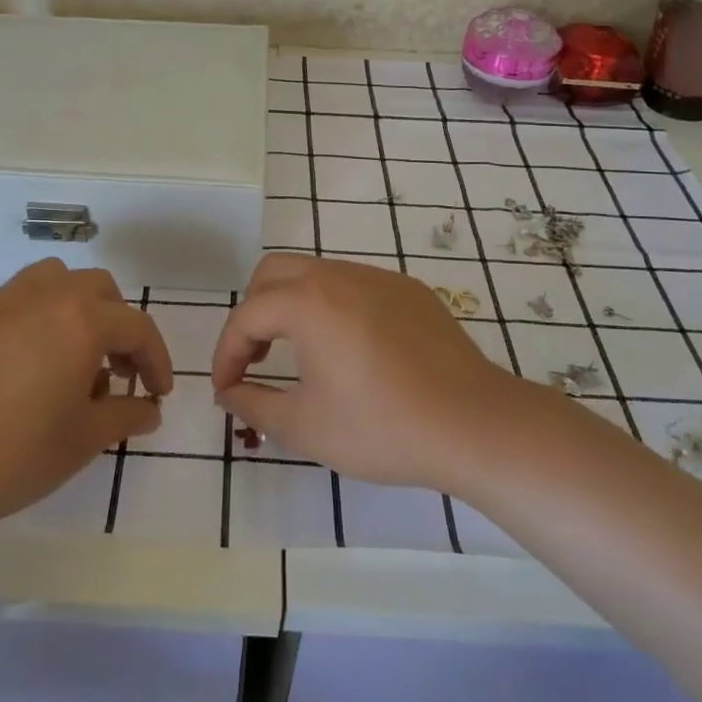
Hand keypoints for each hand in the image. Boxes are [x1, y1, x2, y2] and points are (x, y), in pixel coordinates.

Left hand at [0, 259, 171, 537]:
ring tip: (68, 356)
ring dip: (74, 309)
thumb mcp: (82, 441)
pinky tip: (19, 367)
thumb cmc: (12, 454)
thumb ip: (126, 415)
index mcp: (79, 320)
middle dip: (117, 325)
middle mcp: (42, 296)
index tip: (158, 392)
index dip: (156, 359)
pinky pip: (11, 302)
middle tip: (115, 371)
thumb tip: (150, 409)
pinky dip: (32, 321)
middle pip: (97, 289)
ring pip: (52, 281)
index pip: (136, 327)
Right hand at [211, 253, 536, 490]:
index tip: (227, 390)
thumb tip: (229, 392)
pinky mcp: (409, 291)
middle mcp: (338, 275)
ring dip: (292, 305)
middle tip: (256, 359)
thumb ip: (253, 404)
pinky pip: (354, 285)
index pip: (246, 316)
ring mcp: (378, 277)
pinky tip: (350, 350)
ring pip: (315, 273)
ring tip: (299, 354)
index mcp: (307, 302)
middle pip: (273, 273)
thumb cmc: (381, 427)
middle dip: (253, 313)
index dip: (226, 353)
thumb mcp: (304, 426)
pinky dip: (332, 307)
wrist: (474, 424)